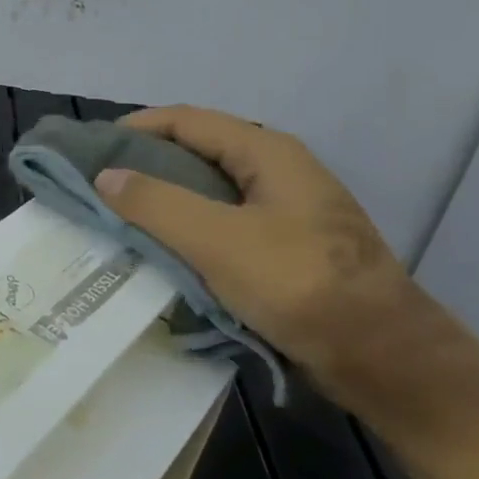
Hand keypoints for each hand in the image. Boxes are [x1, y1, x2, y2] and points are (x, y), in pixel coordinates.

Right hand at [92, 106, 467, 424]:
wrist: (386, 359)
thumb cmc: (300, 286)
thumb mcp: (217, 240)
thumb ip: (156, 203)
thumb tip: (105, 175)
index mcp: (267, 153)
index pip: (186, 120)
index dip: (135, 127)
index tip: (91, 149)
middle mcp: (278, 170)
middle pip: (198, 151)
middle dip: (146, 163)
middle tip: (101, 185)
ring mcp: (287, 210)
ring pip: (210, 189)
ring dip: (166, 198)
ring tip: (122, 215)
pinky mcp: (289, 246)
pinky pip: (225, 222)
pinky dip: (189, 226)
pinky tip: (166, 248)